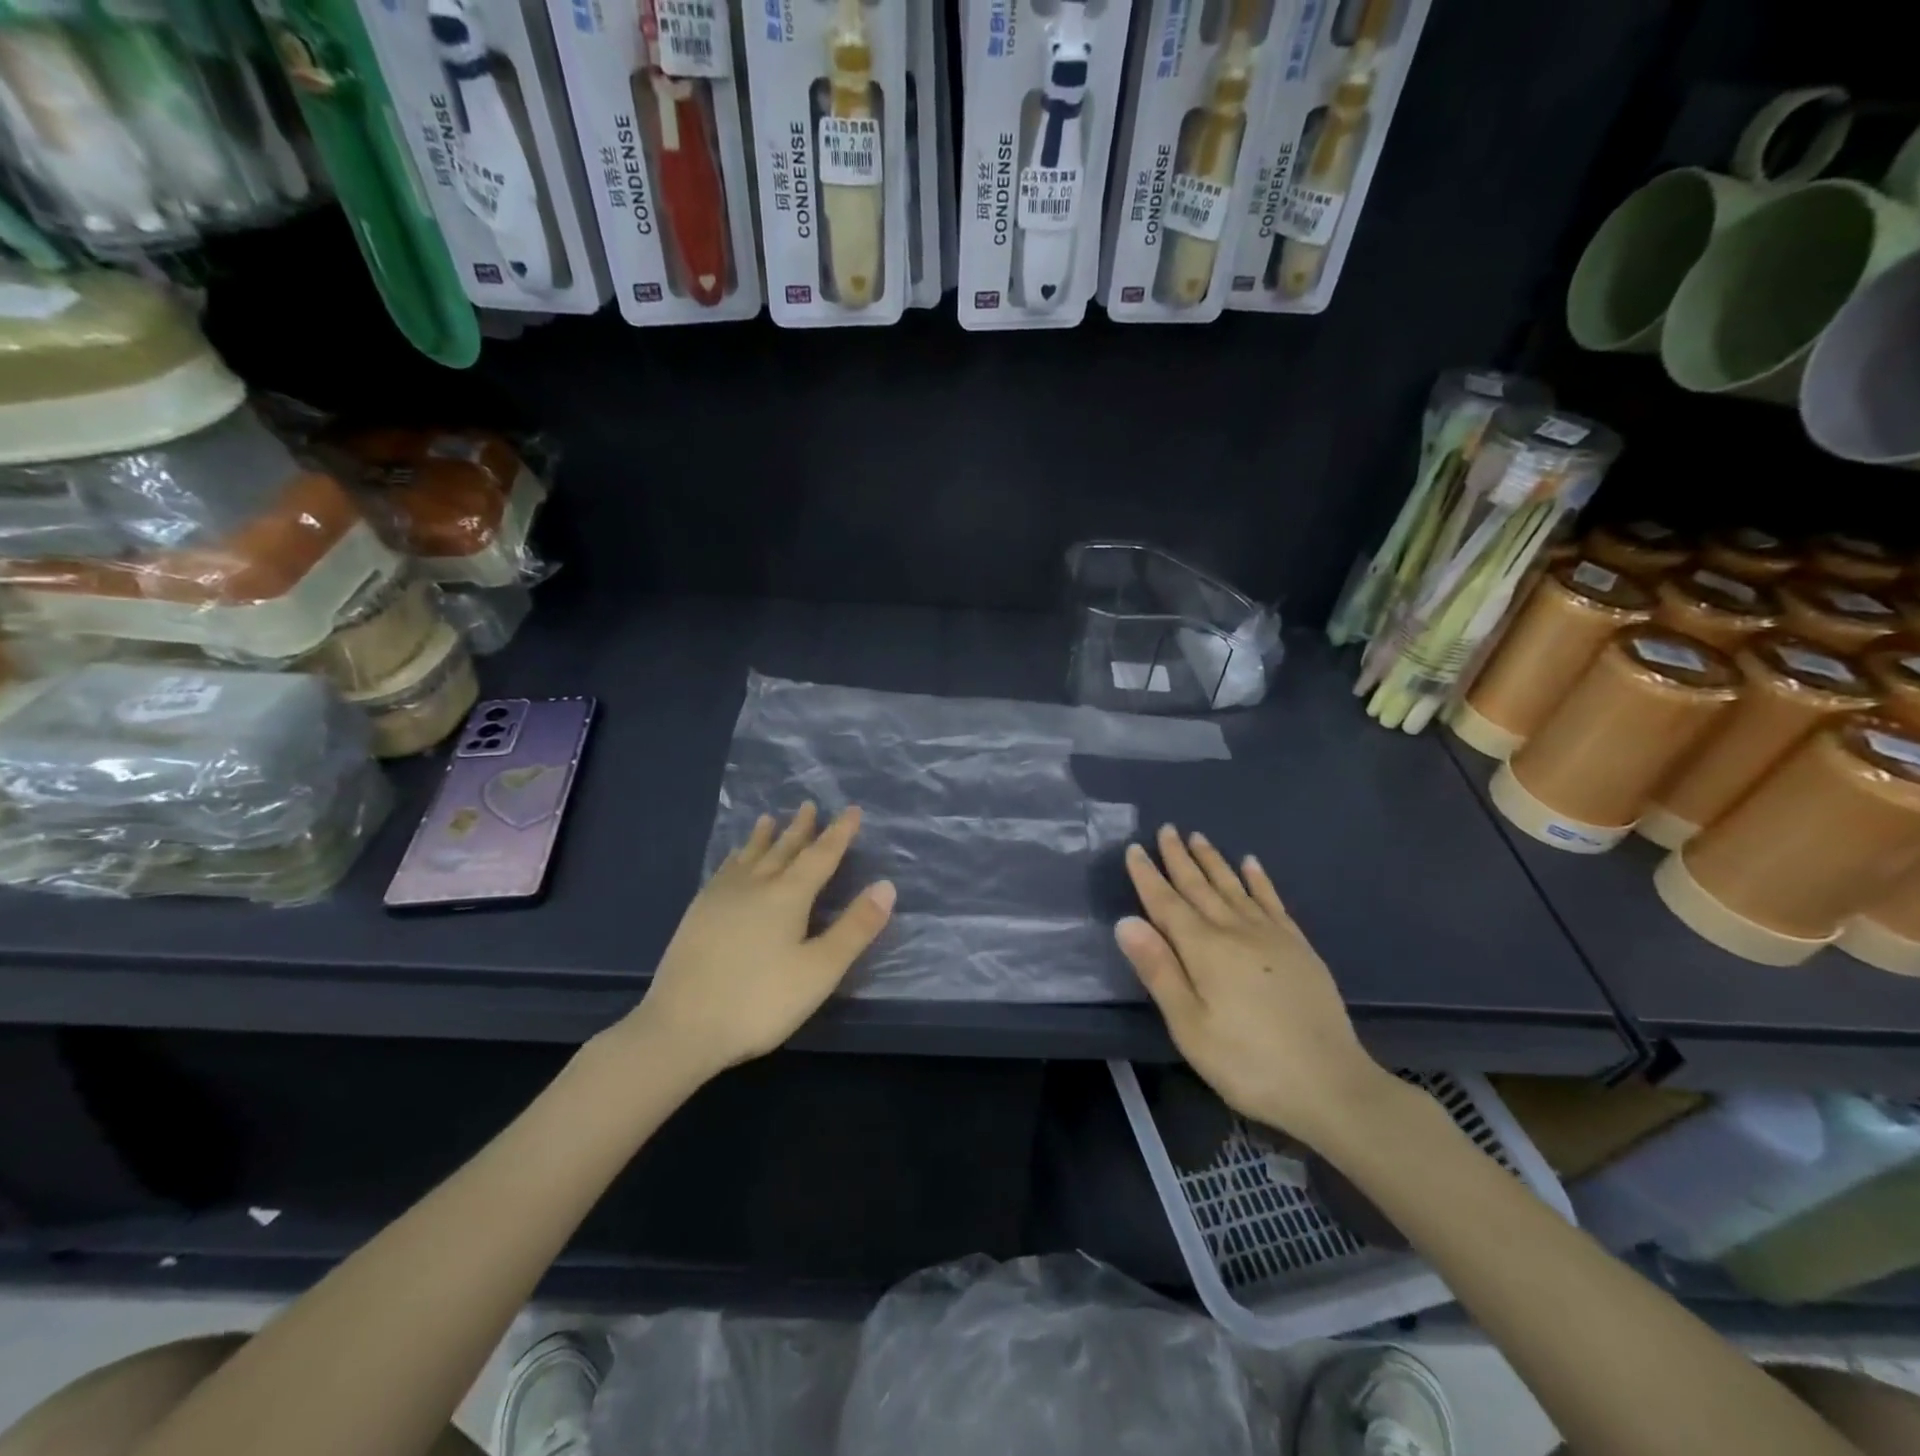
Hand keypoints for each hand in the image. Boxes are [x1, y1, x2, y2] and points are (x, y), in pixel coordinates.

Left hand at [624, 804, 894, 1080]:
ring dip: (764, 837)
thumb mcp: (820, 970)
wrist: (680, 1027)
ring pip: (749, 856)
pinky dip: (736, 857)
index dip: (839, 833)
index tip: (851, 810)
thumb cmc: (759, 1001)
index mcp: (788, 895)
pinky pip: (724, 871)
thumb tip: (886, 886)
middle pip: (783, 849)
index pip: (821, 855)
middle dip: (801, 828)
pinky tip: (732, 861)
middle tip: (809, 805)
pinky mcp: (698, 913)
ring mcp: (721, 897)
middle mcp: (755, 885)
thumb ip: (855, 928)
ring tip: (769, 819)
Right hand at [1116, 825, 1395, 1149]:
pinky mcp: (1298, 946)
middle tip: (1166, 828)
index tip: (1134, 848)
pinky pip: (1272, 900)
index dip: (1148, 876)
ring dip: (1213, 861)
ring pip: (1233, 886)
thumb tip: (1126, 921)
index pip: (1166, 903)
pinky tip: (1251, 864)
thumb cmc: (1247, 1062)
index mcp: (1204, 949)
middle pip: (1200, 886)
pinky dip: (1258, 880)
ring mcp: (1271, 935)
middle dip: (1179, 857)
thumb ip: (1158, 970)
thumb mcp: (1190, 1026)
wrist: (1331, 1085)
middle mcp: (1235, 930)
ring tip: (1198, 837)